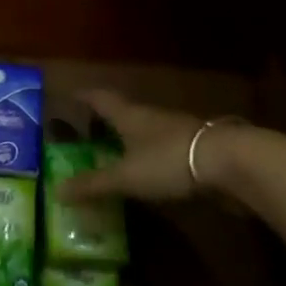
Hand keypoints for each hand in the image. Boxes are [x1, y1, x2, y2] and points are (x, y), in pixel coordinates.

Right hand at [57, 91, 259, 203]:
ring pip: (143, 129)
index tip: (69, 94)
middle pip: (122, 112)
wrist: (229, 163)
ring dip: (127, 138)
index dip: (83, 96)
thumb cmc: (168, 160)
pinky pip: (160, 147)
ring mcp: (174, 131)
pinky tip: (146, 171)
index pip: (99, 98)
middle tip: (86, 130)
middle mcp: (149, 116)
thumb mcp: (126, 176)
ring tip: (112, 152)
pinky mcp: (193, 149)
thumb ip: (94, 184)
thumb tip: (56, 190)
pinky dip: (147, 155)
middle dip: (104, 119)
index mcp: (128, 115)